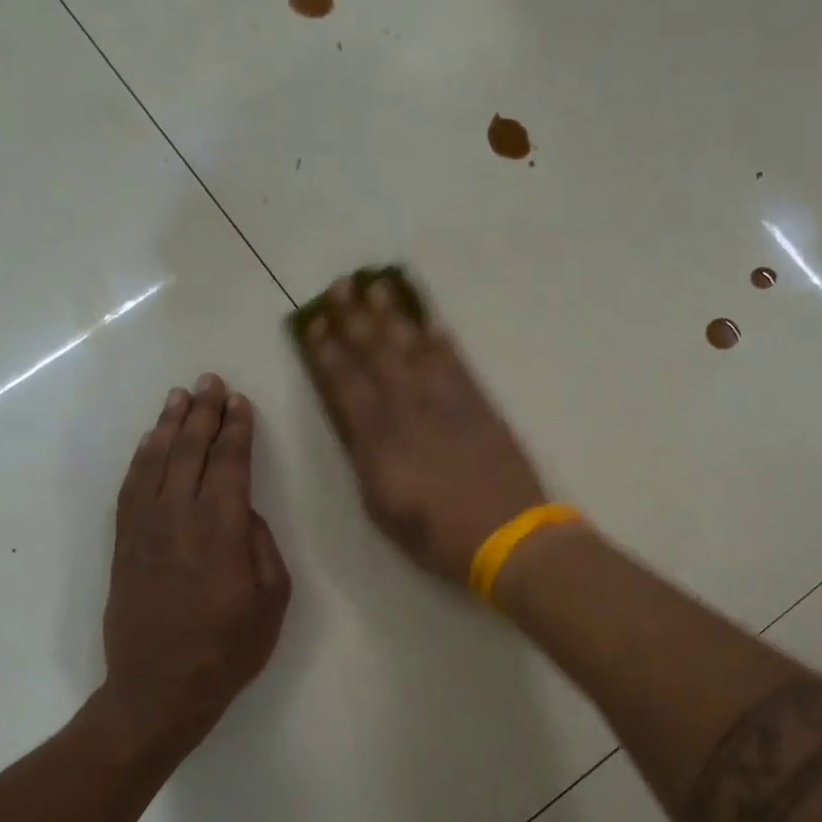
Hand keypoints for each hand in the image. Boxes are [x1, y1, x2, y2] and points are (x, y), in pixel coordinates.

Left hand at [97, 374, 291, 760]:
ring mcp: (144, 530)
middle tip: (209, 381)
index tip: (240, 402)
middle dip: (202, 413)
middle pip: (190, 452)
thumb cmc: (228, 648)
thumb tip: (244, 513)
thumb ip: (261, 545)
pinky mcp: (123, 544)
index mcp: (222, 531)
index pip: (229, 464)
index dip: (236, 430)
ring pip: (155, 462)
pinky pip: (130, 488)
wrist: (159, 689)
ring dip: (168, 426)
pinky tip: (149, 442)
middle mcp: (179, 519)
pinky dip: (140, 458)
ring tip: (178, 397)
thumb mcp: (272, 599)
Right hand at [301, 277, 549, 584]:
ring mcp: (447, 403)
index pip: (345, 384)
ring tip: (379, 286)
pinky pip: (457, 364)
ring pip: (415, 349)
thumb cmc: (437, 536)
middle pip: (377, 355)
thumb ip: (367, 464)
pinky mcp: (480, 405)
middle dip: (355, 318)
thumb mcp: (383, 511)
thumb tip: (359, 431)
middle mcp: (408, 410)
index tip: (315, 324)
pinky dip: (443, 342)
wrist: (506, 535)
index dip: (328, 352)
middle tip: (341, 286)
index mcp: (378, 439)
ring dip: (395, 316)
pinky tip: (432, 323)